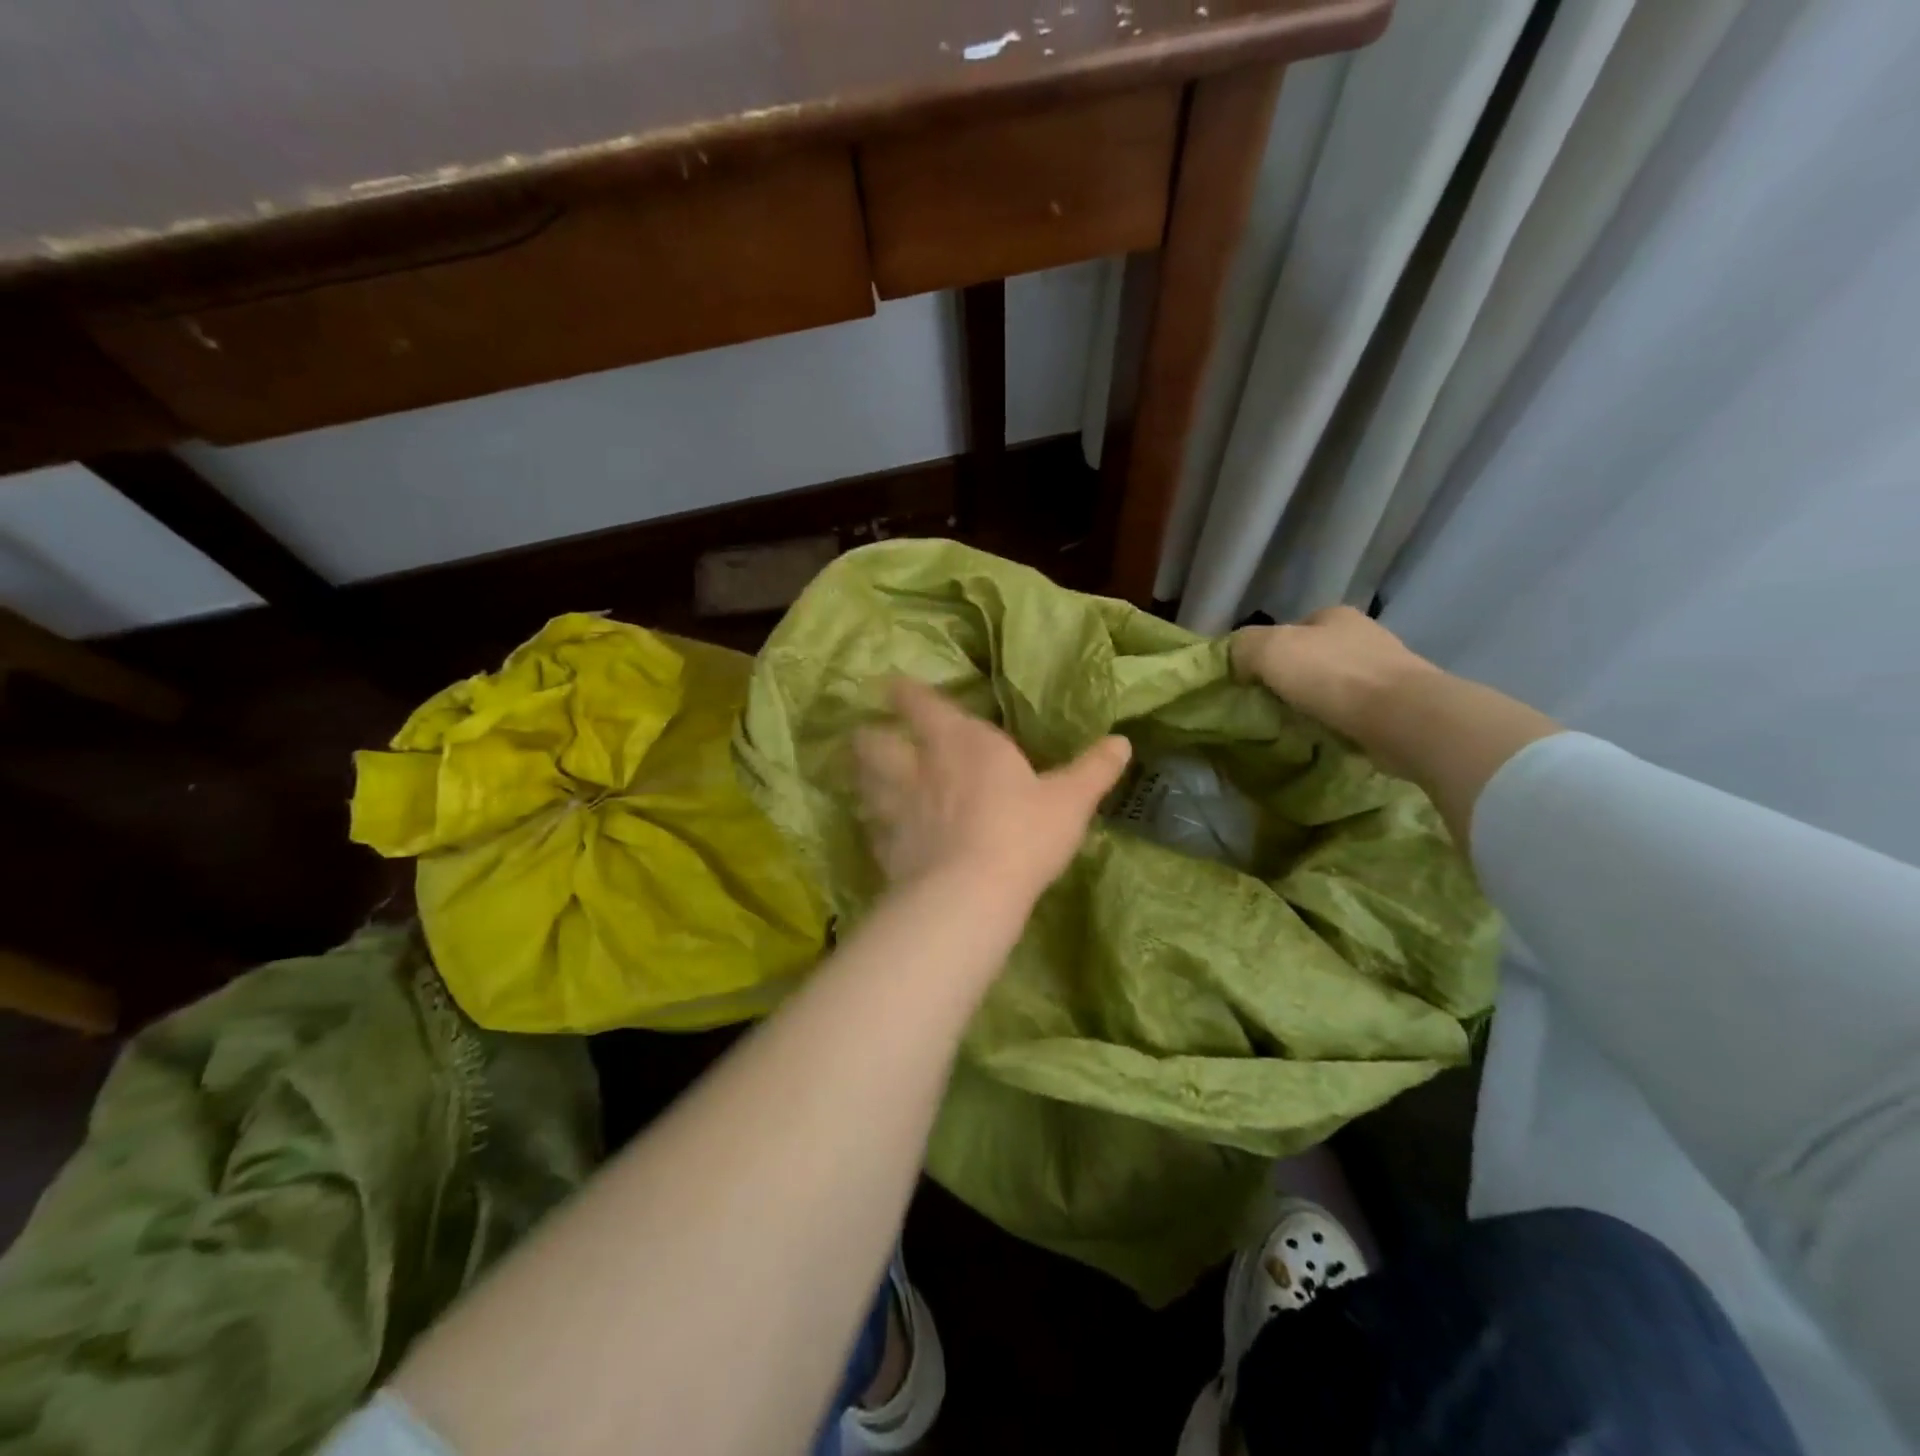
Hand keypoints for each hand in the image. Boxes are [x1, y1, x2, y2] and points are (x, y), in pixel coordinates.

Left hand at [854, 678, 1130, 904]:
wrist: (972, 893)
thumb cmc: (1023, 833)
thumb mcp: (1070, 801)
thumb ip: (1093, 770)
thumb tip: (1122, 741)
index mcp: (962, 743)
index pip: (923, 706)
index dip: (905, 693)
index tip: (891, 683)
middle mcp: (921, 768)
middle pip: (877, 742)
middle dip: (869, 735)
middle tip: (865, 733)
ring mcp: (898, 809)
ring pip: (866, 783)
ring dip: (862, 777)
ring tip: (861, 777)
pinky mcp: (888, 849)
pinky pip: (873, 832)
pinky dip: (874, 828)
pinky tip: (878, 834)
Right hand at [1230, 607, 1437, 739]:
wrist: (1402, 718)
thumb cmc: (1332, 676)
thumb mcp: (1269, 650)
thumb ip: (1243, 648)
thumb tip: (1235, 662)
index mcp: (1333, 615)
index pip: (1292, 627)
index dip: (1268, 651)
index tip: (1254, 680)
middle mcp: (1363, 634)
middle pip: (1315, 655)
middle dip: (1294, 677)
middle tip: (1271, 704)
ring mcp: (1386, 669)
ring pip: (1337, 683)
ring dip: (1318, 700)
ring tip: (1298, 724)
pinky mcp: (1400, 704)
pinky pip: (1356, 709)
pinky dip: (1340, 720)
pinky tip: (1329, 734)